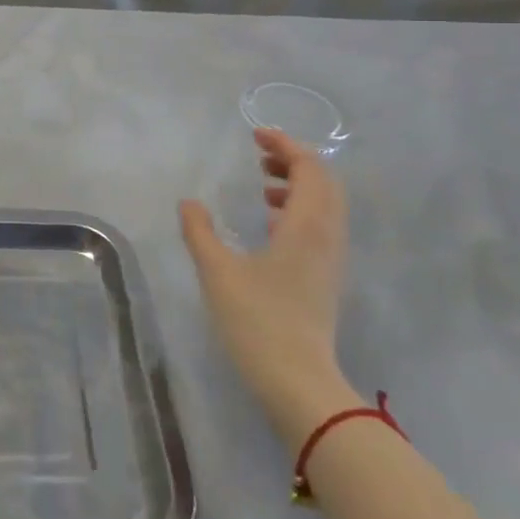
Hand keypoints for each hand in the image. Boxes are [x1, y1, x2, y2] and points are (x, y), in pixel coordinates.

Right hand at [180, 129, 356, 447]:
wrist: (298, 383)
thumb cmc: (257, 321)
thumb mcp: (217, 271)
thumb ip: (199, 231)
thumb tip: (189, 203)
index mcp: (306, 226)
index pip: (309, 168)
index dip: (286, 145)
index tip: (255, 135)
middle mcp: (326, 236)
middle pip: (324, 182)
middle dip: (294, 160)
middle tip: (260, 154)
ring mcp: (330, 259)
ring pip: (325, 205)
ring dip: (298, 185)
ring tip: (262, 185)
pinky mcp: (325, 277)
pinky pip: (320, 226)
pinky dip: (299, 210)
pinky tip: (269, 224)